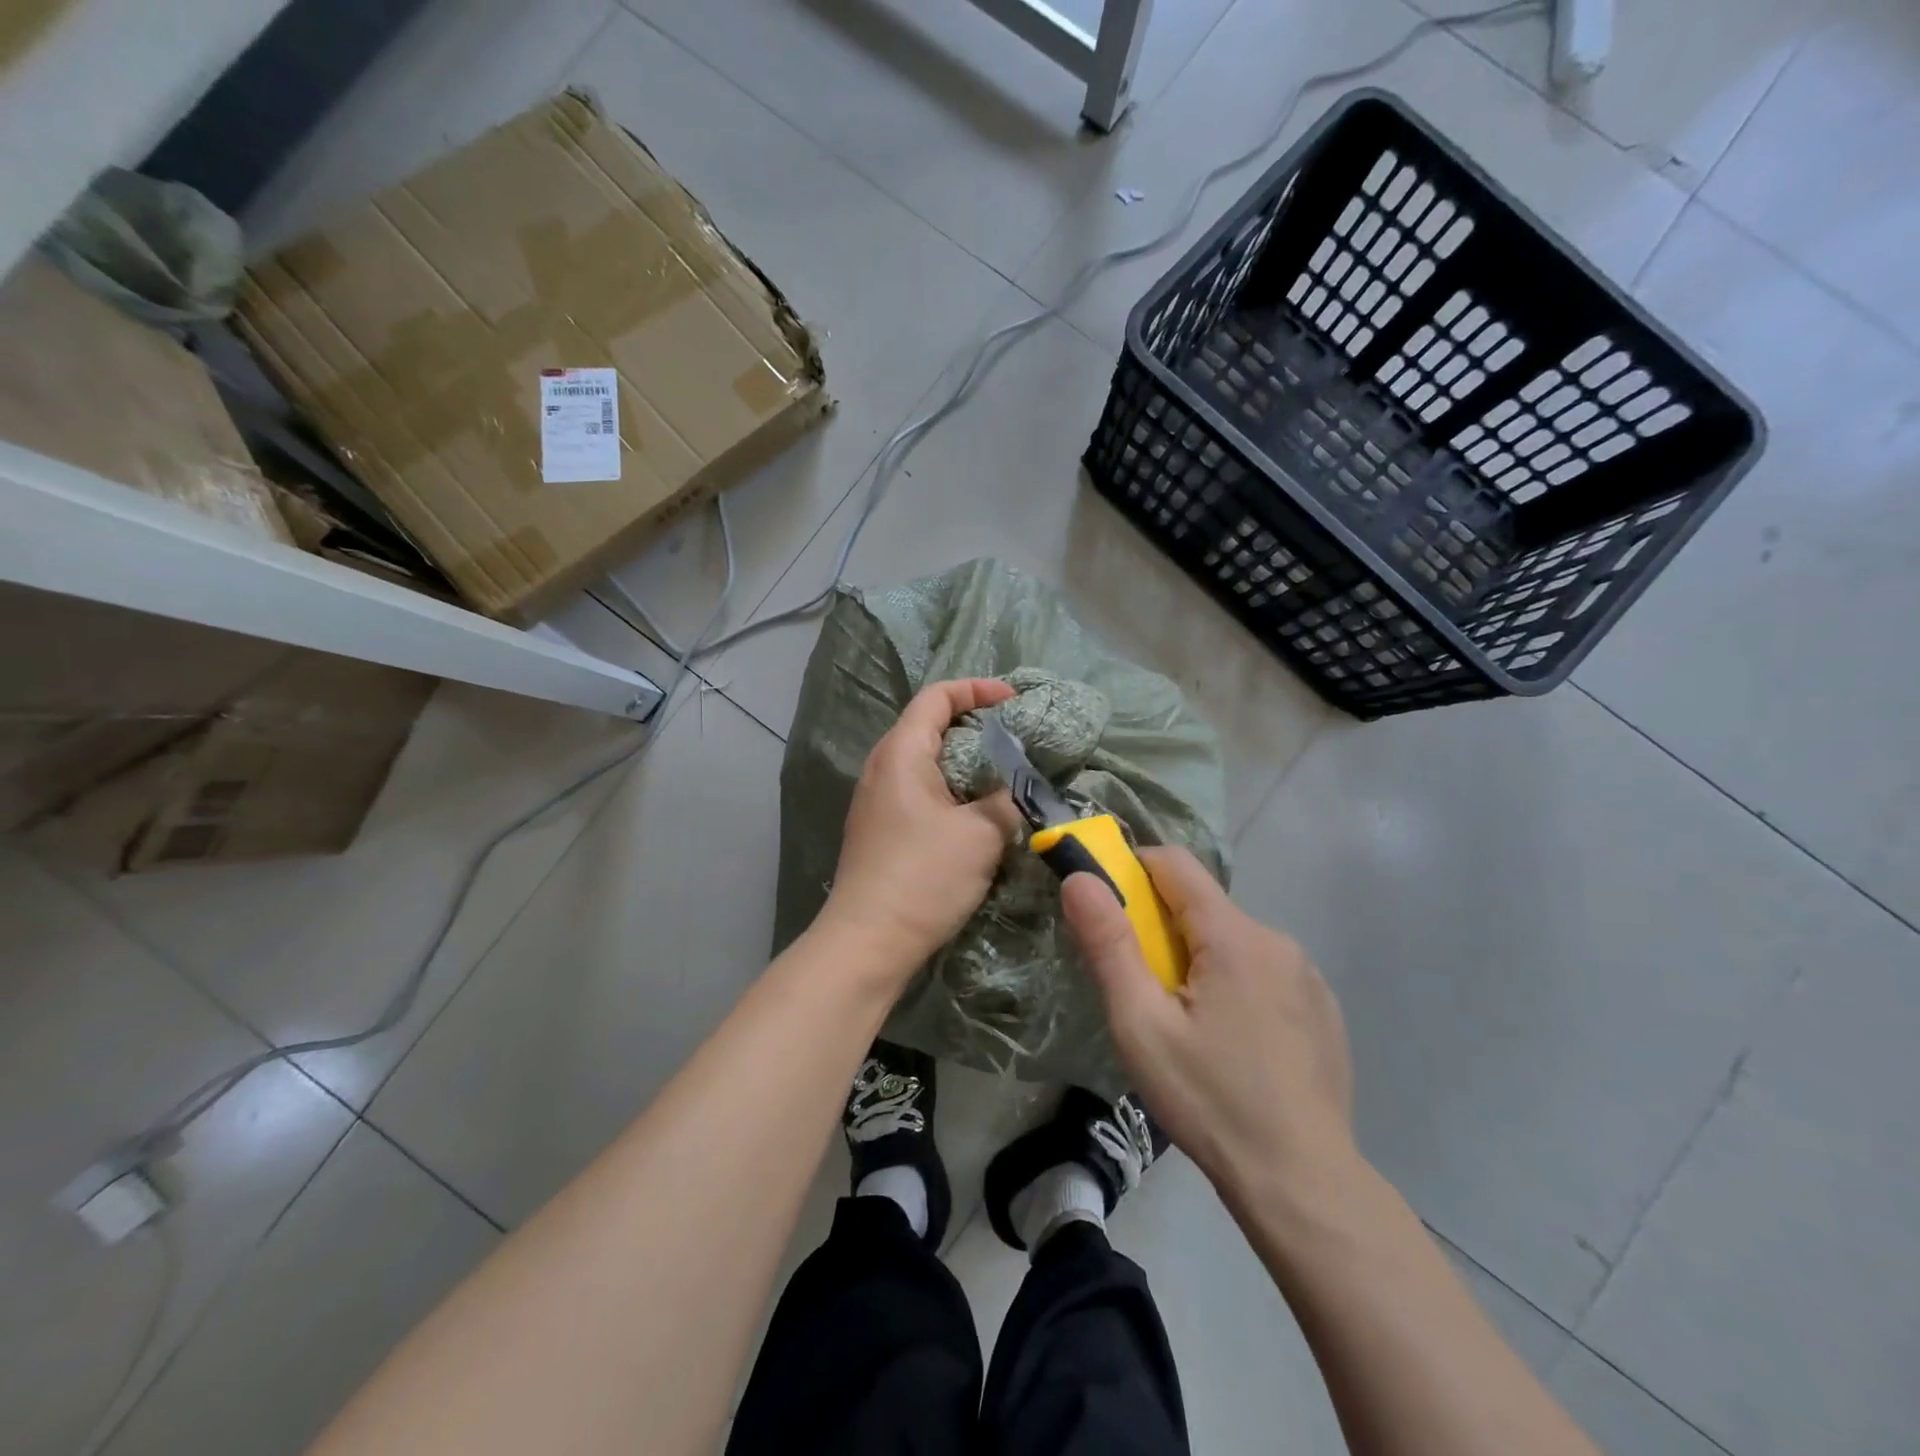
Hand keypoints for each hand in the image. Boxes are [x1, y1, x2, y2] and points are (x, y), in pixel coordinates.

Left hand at [820, 678, 1021, 981]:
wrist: (868, 942)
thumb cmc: (923, 877)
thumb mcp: (981, 834)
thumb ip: (1006, 800)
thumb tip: (1017, 790)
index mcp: (900, 753)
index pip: (937, 697)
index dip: (977, 689)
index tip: (1015, 702)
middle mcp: (882, 768)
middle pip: (930, 726)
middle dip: (976, 726)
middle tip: (1016, 740)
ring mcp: (877, 801)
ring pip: (927, 763)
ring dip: (966, 763)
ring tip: (1004, 776)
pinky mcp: (881, 830)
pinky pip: (921, 792)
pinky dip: (952, 790)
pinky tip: (978, 815)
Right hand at [1062, 847, 1354, 1197]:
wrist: (1304, 1183)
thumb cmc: (1210, 1100)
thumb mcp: (1141, 1025)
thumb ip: (1109, 944)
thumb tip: (1080, 878)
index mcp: (1233, 936)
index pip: (1174, 864)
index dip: (1133, 871)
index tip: (1110, 908)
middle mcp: (1276, 939)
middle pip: (1203, 906)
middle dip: (1163, 929)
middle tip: (1143, 990)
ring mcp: (1307, 974)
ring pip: (1232, 941)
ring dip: (1200, 960)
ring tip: (1187, 1026)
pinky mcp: (1323, 1008)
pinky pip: (1264, 972)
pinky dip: (1236, 984)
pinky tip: (1233, 1044)